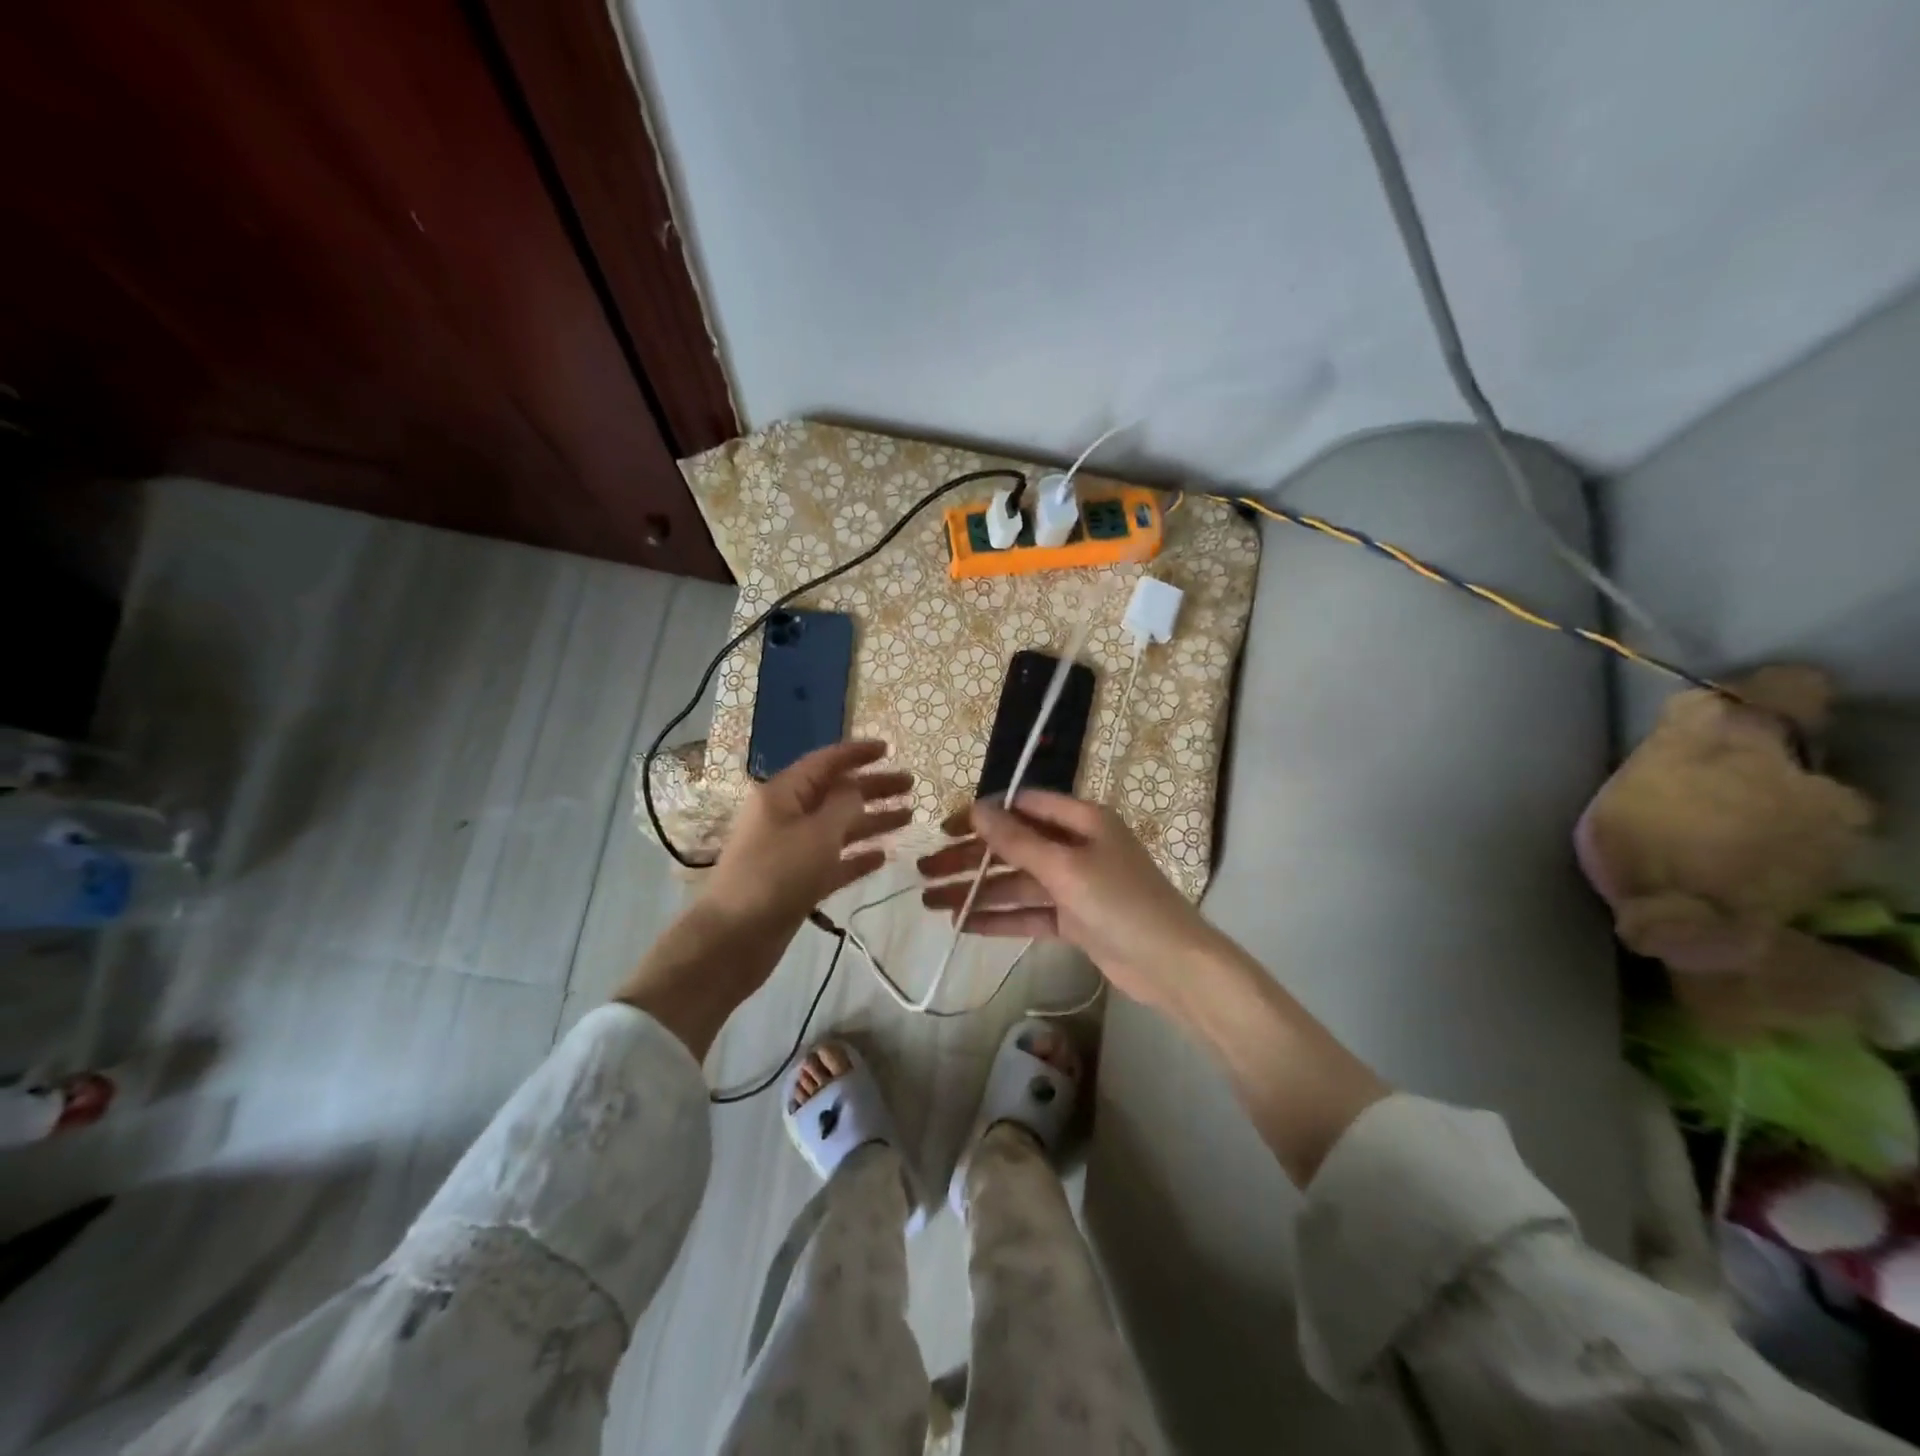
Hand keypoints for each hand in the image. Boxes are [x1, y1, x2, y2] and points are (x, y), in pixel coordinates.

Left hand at [702, 739, 912, 935]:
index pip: (825, 762)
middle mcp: (786, 816)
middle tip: (911, 785)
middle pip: (835, 793)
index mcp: (783, 794)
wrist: (734, 938)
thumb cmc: (776, 875)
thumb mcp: (816, 833)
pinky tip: (884, 856)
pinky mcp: (797, 882)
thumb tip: (857, 789)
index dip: (857, 753)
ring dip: (871, 821)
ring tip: (908, 817)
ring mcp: (791, 851)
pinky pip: (833, 861)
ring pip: (838, 828)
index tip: (889, 749)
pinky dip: (857, 856)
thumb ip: (844, 806)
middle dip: (872, 787)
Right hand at [917, 791, 1220, 1012]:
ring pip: (1016, 883)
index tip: (946, 828)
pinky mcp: (1074, 919)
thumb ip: (1018, 841)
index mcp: (1082, 820)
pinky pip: (1029, 913)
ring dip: (977, 892)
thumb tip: (977, 808)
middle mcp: (1077, 846)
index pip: (1024, 806)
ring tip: (932, 902)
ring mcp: (1075, 885)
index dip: (983, 815)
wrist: (1172, 965)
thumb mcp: (1066, 867)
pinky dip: (1000, 918)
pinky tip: (964, 925)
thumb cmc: (1121, 902)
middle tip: (925, 870)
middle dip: (970, 859)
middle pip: (1013, 846)